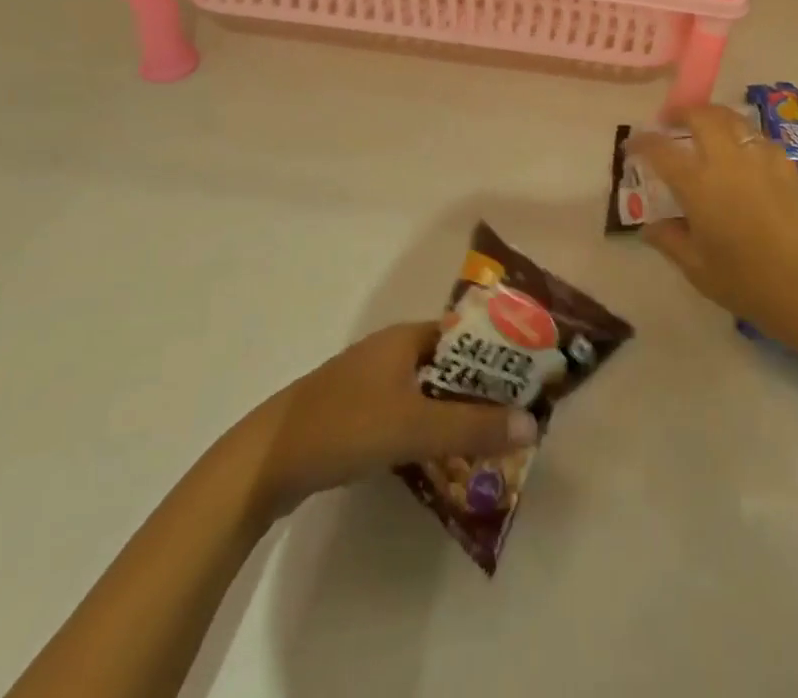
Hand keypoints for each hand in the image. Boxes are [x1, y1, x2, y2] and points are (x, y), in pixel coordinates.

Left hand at [243, 323, 538, 514]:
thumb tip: (532, 423)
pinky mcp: (357, 414)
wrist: (265, 462)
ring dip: (457, 414)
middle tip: (515, 419)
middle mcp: (391, 352)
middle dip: (482, 391)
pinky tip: (443, 459)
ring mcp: (371, 383)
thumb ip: (472, 427)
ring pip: (429, 393)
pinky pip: (407, 414)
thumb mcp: (413, 426)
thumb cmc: (345, 426)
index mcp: (405, 338)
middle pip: (450, 366)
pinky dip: (430, 430)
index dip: (498, 354)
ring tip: (490, 442)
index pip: (466, 336)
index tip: (528, 380)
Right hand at [631, 105, 797, 356]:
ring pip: (733, 119)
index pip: (661, 149)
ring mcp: (762, 159)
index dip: (642, 142)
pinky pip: (758, 138)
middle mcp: (728, 160)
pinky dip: (742, 137)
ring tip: (705, 131)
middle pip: (702, 116)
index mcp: (698, 183)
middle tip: (670, 122)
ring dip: (713, 118)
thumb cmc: (749, 284)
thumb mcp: (698, 269)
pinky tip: (743, 157)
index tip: (632, 146)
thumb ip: (670, 241)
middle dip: (681, 112)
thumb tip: (651, 226)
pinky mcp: (788, 167)